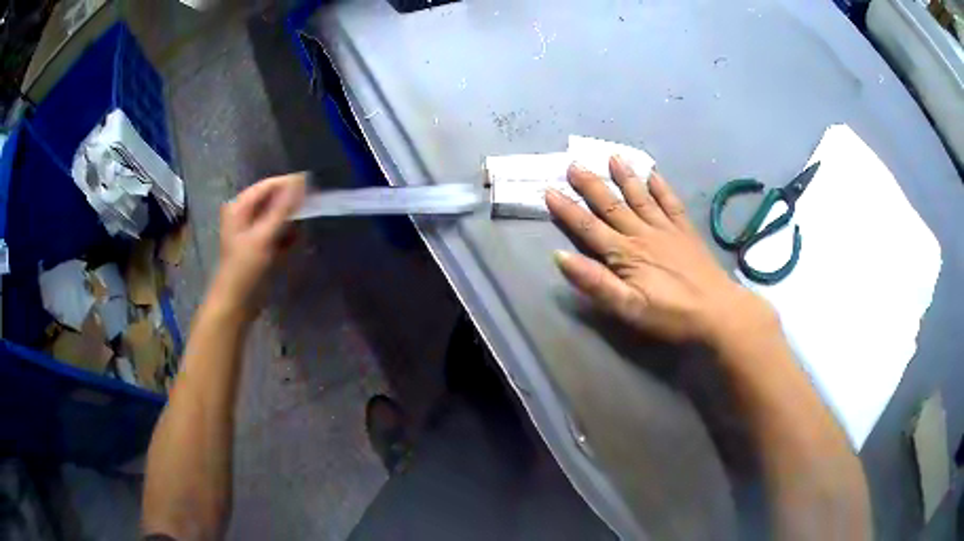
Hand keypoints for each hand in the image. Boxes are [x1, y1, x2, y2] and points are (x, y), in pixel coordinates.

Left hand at [212, 173, 305, 320]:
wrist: (235, 304)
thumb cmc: (244, 269)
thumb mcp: (263, 236)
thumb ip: (281, 208)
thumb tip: (301, 180)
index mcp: (239, 206)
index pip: (268, 185)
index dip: (290, 184)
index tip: (314, 187)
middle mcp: (244, 213)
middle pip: (273, 199)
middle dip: (292, 203)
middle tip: (314, 206)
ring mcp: (252, 230)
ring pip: (277, 216)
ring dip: (291, 220)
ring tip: (306, 224)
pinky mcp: (259, 245)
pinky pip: (277, 231)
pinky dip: (287, 235)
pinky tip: (297, 240)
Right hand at [545, 157, 774, 344]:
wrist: (718, 312)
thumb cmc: (671, 315)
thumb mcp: (628, 309)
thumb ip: (596, 283)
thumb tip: (561, 257)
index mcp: (625, 254)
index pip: (589, 228)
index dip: (567, 210)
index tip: (549, 190)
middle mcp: (643, 234)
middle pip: (611, 205)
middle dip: (591, 185)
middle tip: (574, 163)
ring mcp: (666, 229)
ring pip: (640, 197)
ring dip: (624, 177)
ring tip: (611, 157)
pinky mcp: (686, 231)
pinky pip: (670, 202)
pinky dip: (660, 186)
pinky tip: (653, 173)